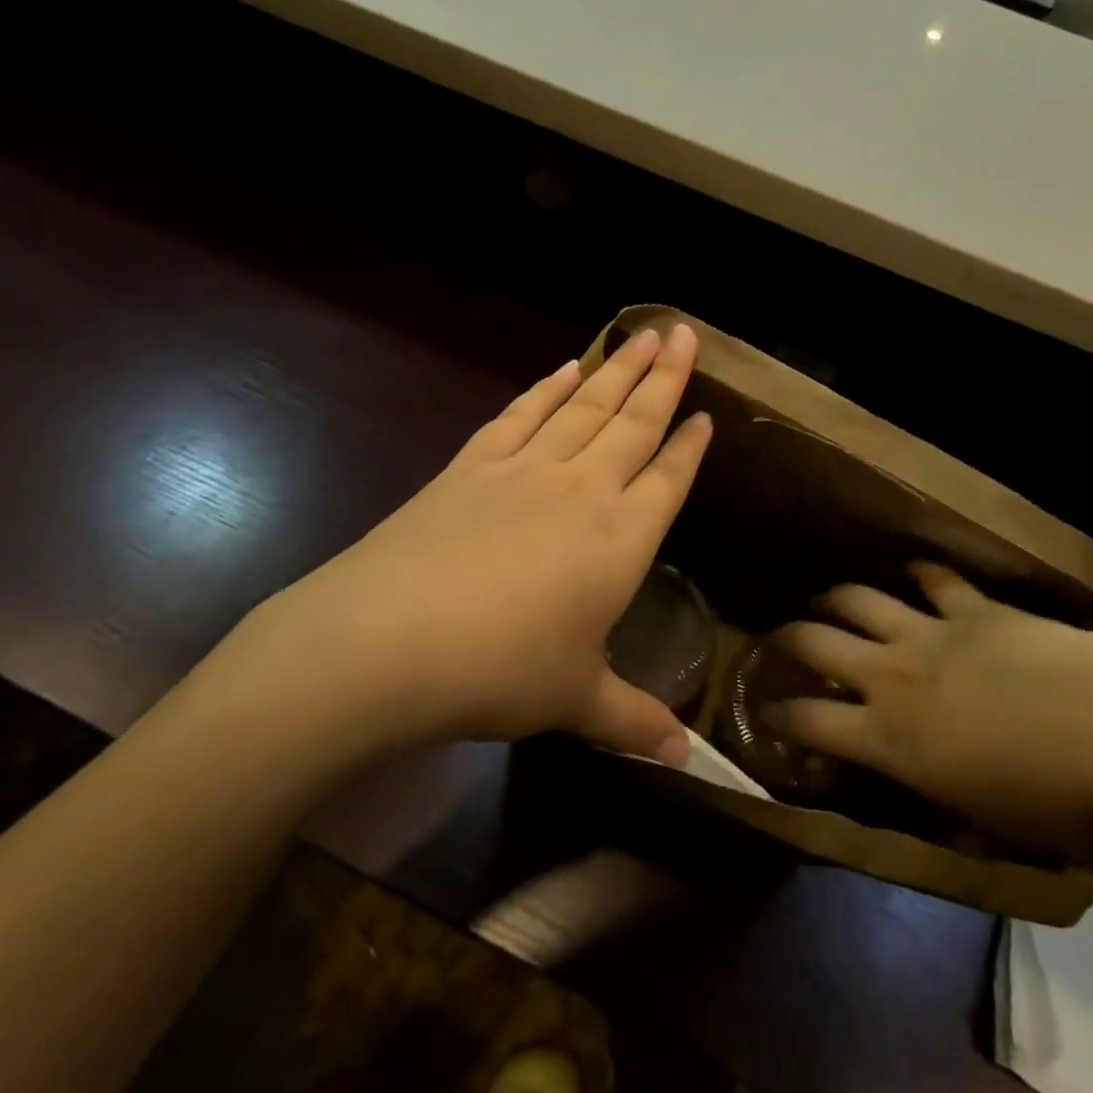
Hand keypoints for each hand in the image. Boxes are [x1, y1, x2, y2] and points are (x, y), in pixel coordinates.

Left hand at [188, 325, 711, 779]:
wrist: (384, 642)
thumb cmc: (499, 672)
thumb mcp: (575, 701)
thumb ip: (633, 720)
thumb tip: (685, 761)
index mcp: (621, 539)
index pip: (669, 479)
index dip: (691, 446)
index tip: (708, 413)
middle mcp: (582, 489)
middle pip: (634, 422)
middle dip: (664, 377)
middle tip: (682, 332)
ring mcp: (524, 470)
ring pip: (584, 406)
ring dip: (615, 369)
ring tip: (638, 334)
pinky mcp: (472, 466)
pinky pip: (521, 415)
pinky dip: (545, 389)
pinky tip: (563, 369)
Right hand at [765, 564, 1092, 854]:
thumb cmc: (1047, 798)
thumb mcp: (983, 822)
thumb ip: (941, 803)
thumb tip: (929, 802)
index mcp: (887, 737)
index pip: (809, 723)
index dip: (779, 716)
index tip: (766, 710)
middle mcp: (890, 676)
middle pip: (816, 644)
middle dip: (788, 639)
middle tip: (780, 638)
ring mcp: (927, 633)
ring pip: (858, 600)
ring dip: (835, 597)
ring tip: (826, 598)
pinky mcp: (969, 607)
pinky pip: (934, 579)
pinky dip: (920, 573)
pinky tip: (915, 570)